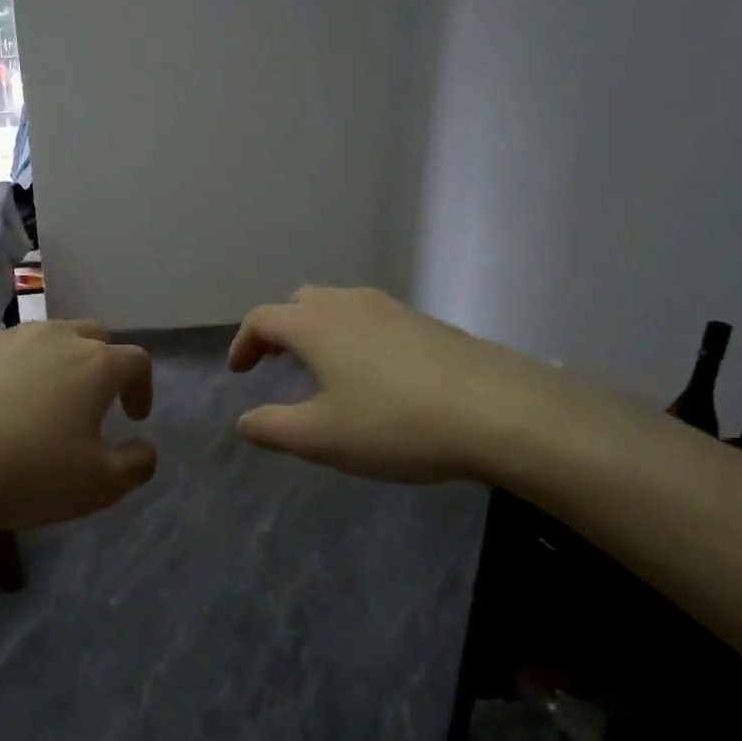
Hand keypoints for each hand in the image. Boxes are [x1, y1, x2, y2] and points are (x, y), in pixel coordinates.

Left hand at [0, 320, 157, 529]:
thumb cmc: (29, 475)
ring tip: (32, 402)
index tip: (133, 417)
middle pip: (89, 335)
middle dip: (98, 363)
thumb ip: (137, 463)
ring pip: (35, 339)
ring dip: (46, 363)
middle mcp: (50, 337)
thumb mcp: (100, 486)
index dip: (141, 387)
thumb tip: (145, 448)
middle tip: (89, 401)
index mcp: (94, 364)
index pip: (135, 360)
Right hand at [229, 286, 587, 484]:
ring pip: (340, 306)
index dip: (243, 343)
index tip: (239, 372)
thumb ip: (272, 428)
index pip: (263, 319)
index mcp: (316, 325)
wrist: (501, 412)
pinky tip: (375, 376)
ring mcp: (394, 309)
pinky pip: (374, 320)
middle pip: (301, 302)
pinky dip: (355, 337)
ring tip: (324, 369)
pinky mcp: (428, 323)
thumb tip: (244, 421)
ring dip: (320, 331)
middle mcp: (350, 304)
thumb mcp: (322, 438)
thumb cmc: (396, 424)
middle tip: (278, 363)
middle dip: (281, 329)